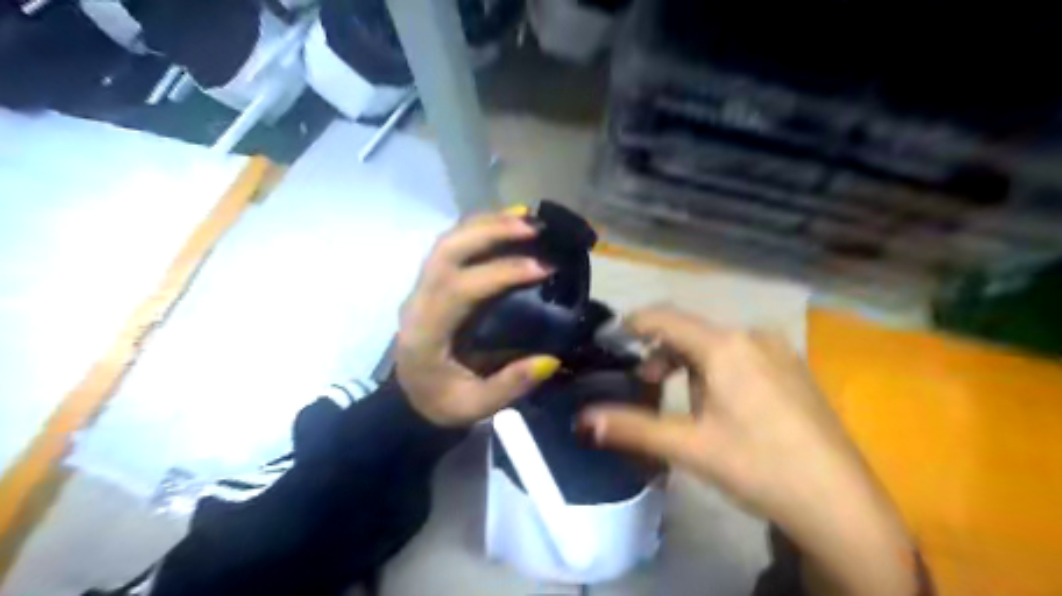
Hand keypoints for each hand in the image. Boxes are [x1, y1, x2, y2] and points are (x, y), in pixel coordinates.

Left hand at [397, 208, 562, 427]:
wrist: (407, 399)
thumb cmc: (440, 402)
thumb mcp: (475, 407)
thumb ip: (511, 385)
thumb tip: (551, 358)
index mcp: (426, 333)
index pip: (460, 289)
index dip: (501, 273)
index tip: (542, 269)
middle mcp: (418, 301)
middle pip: (447, 250)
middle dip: (491, 232)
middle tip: (535, 228)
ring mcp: (421, 287)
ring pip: (447, 240)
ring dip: (486, 223)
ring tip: (526, 217)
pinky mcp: (430, 283)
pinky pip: (451, 245)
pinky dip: (478, 228)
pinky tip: (506, 222)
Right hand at [580, 308, 921, 594]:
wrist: (840, 504)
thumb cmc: (758, 466)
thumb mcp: (688, 446)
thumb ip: (632, 427)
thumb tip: (582, 419)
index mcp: (725, 346)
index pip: (665, 318)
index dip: (633, 324)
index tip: (610, 339)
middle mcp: (752, 336)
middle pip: (690, 332)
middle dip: (661, 353)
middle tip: (645, 383)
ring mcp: (778, 351)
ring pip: (716, 345)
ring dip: (690, 365)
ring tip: (687, 405)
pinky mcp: (793, 369)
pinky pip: (741, 355)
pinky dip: (718, 369)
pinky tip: (725, 406)